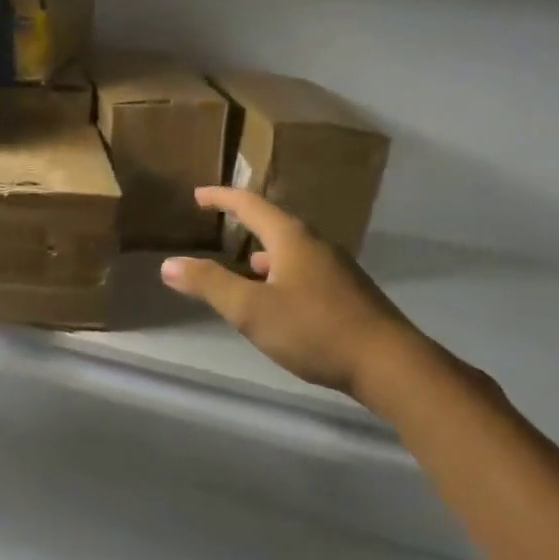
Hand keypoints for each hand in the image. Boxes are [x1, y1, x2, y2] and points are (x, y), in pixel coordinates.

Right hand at [161, 187, 420, 398]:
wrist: (389, 363)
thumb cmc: (314, 330)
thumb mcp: (252, 310)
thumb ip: (210, 285)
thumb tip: (169, 264)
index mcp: (291, 238)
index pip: (250, 205)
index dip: (222, 198)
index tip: (199, 195)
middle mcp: (316, 244)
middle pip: (275, 222)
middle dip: (245, 221)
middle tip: (222, 223)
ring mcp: (337, 268)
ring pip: (292, 248)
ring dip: (266, 250)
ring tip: (247, 263)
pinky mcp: (349, 292)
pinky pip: (306, 269)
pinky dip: (283, 272)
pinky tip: (281, 296)